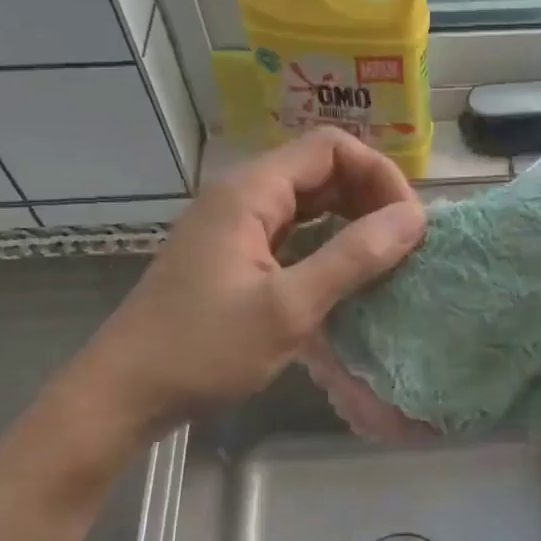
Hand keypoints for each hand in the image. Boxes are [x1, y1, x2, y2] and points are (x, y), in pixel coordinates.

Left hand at [85, 130, 424, 422]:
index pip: (331, 148)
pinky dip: (327, 244)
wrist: (126, 392)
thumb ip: (353, 258)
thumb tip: (414, 219)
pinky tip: (347, 276)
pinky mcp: (233, 256)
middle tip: (404, 244)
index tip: (408, 224)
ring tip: (386, 259)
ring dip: (351, 222)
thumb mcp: (289, 307)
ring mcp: (235, 227)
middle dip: (370, 198)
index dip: (379, 175)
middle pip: (321, 170)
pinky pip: (293, 233)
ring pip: (308, 203)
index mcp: (250, 192)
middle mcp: (242, 196)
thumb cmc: (205, 349)